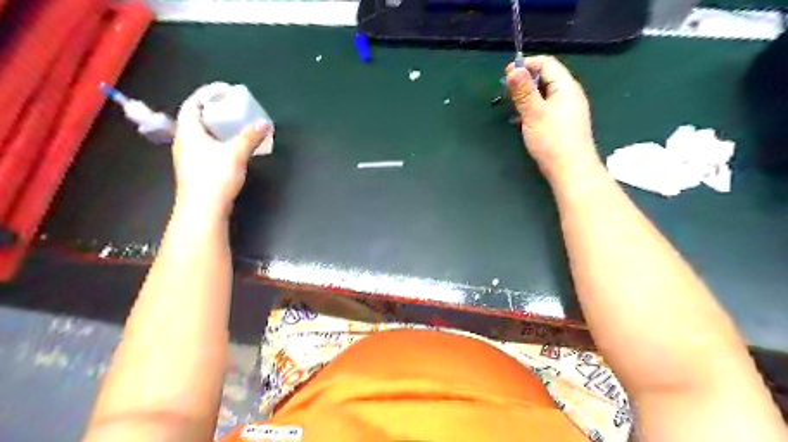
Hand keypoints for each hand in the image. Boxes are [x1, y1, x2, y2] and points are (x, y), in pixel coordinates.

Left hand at [170, 86, 269, 218]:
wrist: (203, 210)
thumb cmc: (215, 177)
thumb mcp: (236, 154)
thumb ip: (250, 137)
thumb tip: (265, 122)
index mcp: (189, 131)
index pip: (192, 104)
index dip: (206, 94)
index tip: (222, 90)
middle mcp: (184, 141)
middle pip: (194, 118)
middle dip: (211, 109)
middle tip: (230, 106)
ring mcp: (188, 157)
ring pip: (199, 134)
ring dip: (214, 126)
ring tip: (232, 124)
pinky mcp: (195, 169)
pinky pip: (204, 146)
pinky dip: (216, 140)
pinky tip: (229, 146)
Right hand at [508, 55, 600, 179]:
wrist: (571, 170)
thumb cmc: (552, 140)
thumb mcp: (534, 113)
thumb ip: (524, 91)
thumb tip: (514, 69)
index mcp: (566, 87)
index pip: (546, 63)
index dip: (526, 64)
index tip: (506, 74)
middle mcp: (569, 94)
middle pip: (546, 78)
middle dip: (525, 81)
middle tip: (507, 92)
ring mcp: (567, 110)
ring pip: (545, 95)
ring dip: (527, 97)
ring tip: (512, 108)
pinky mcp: (563, 124)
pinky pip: (546, 109)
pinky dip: (533, 110)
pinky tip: (523, 122)